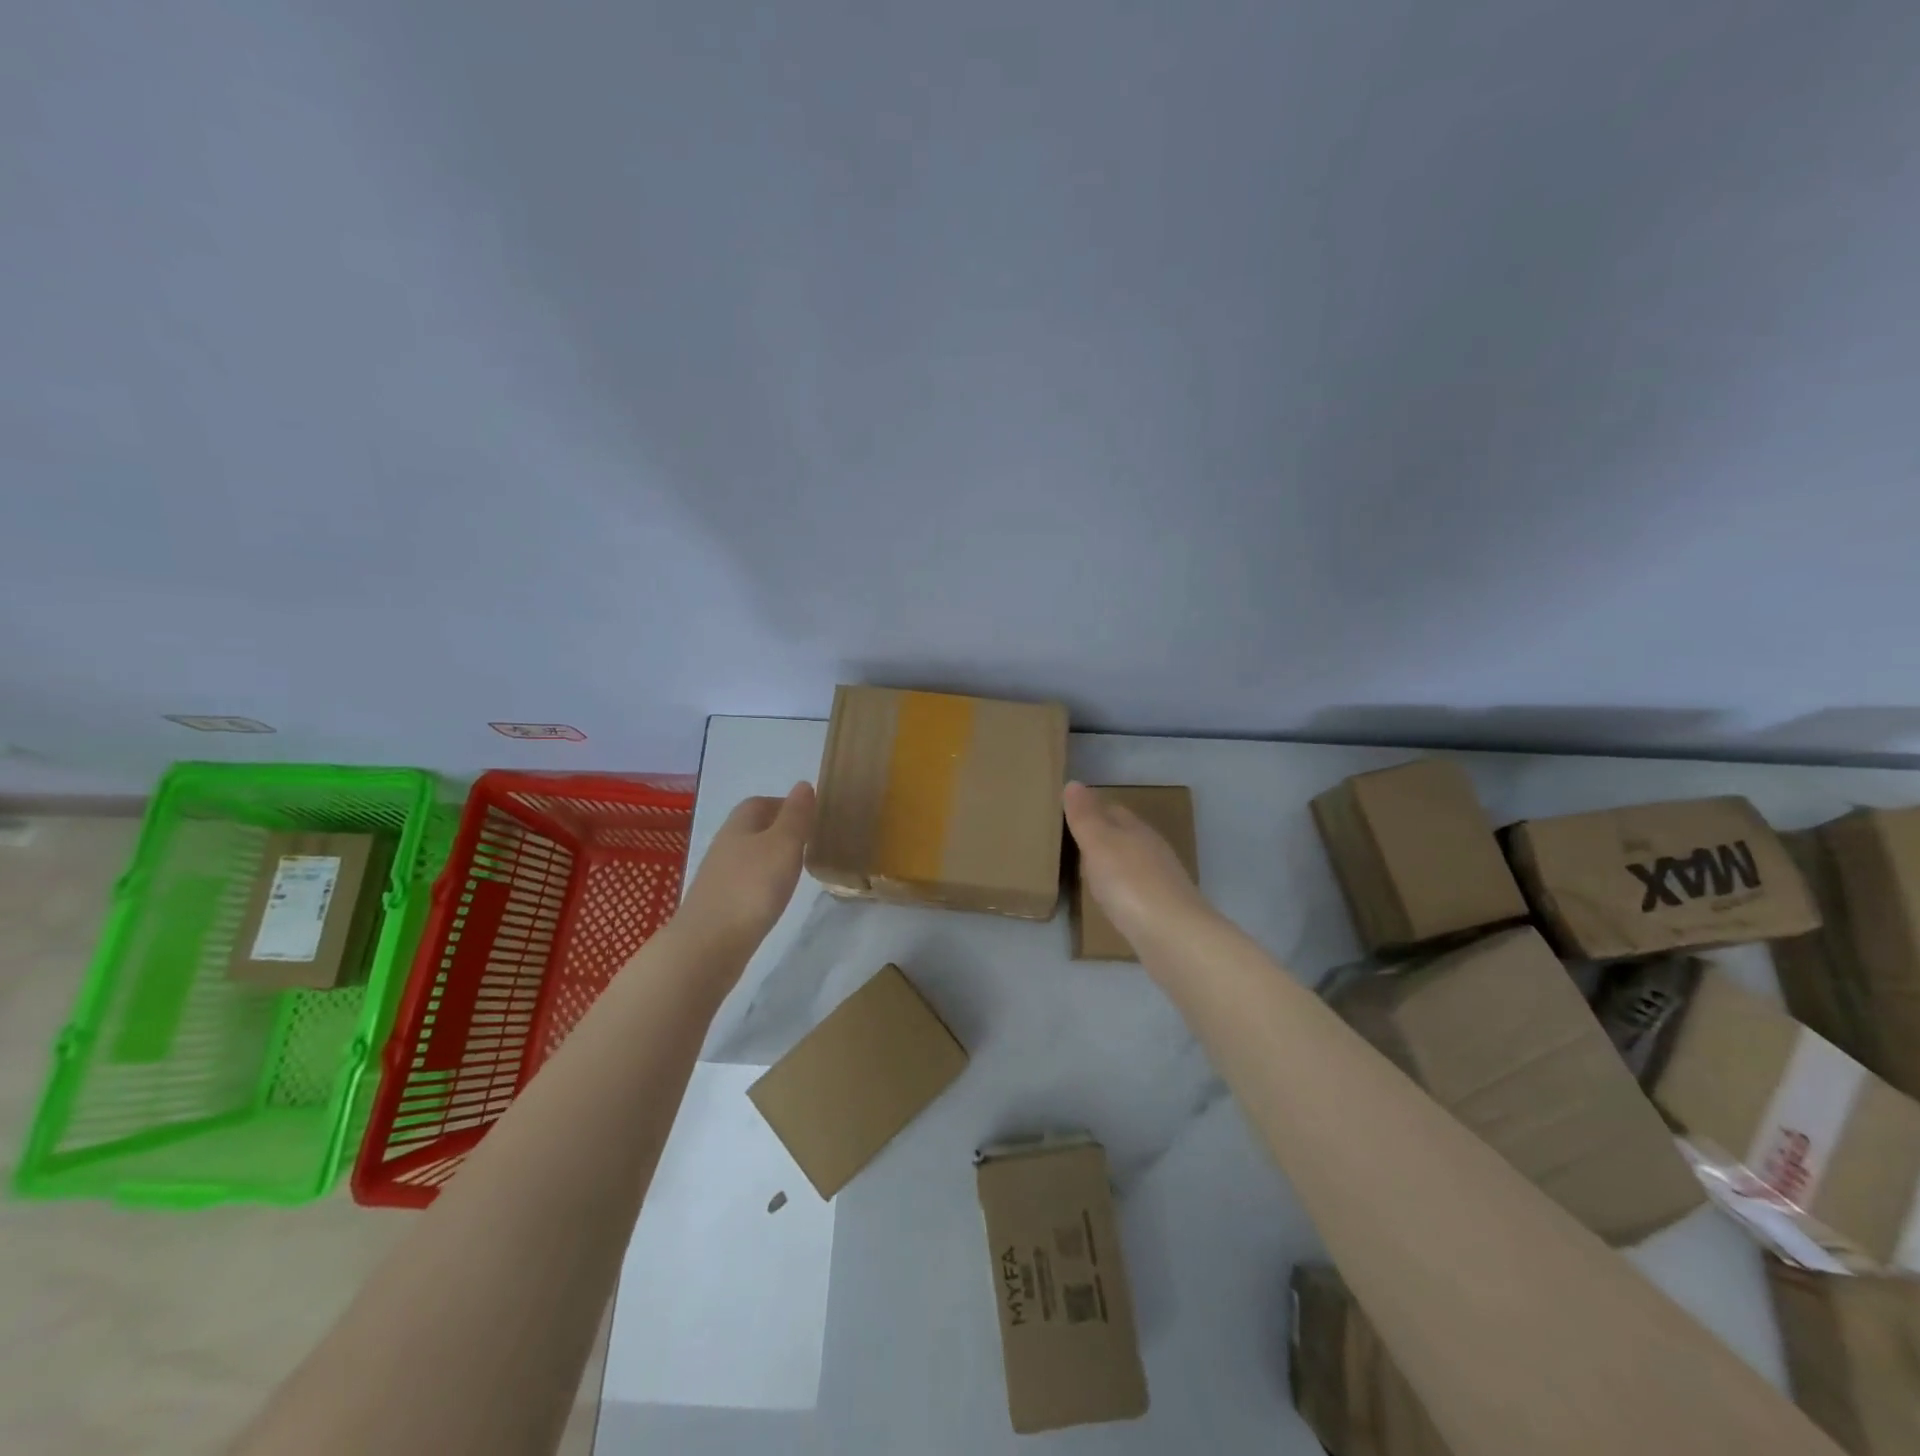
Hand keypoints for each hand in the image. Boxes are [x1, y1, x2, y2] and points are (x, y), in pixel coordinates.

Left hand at [674, 783, 815, 965]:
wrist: (708, 946)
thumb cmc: (751, 888)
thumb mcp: (783, 845)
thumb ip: (796, 816)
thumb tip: (803, 784)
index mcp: (739, 825)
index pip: (760, 802)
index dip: (784, 804)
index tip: (810, 816)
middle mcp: (725, 846)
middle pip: (753, 828)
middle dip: (779, 831)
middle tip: (809, 842)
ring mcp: (719, 877)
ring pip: (749, 856)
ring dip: (771, 858)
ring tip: (797, 870)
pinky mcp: (719, 905)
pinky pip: (746, 883)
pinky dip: (762, 883)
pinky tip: (775, 897)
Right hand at [1064, 781, 1213, 960]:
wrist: (1173, 935)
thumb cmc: (1129, 883)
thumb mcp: (1098, 844)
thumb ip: (1085, 816)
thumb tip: (1074, 783)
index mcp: (1136, 829)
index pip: (1113, 810)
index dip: (1093, 809)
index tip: (1071, 815)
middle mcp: (1153, 849)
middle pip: (1126, 835)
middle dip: (1104, 836)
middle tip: (1076, 843)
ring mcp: (1162, 880)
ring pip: (1133, 862)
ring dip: (1115, 864)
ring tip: (1091, 873)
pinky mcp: (1165, 909)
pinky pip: (1138, 890)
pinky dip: (1124, 890)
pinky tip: (1115, 901)